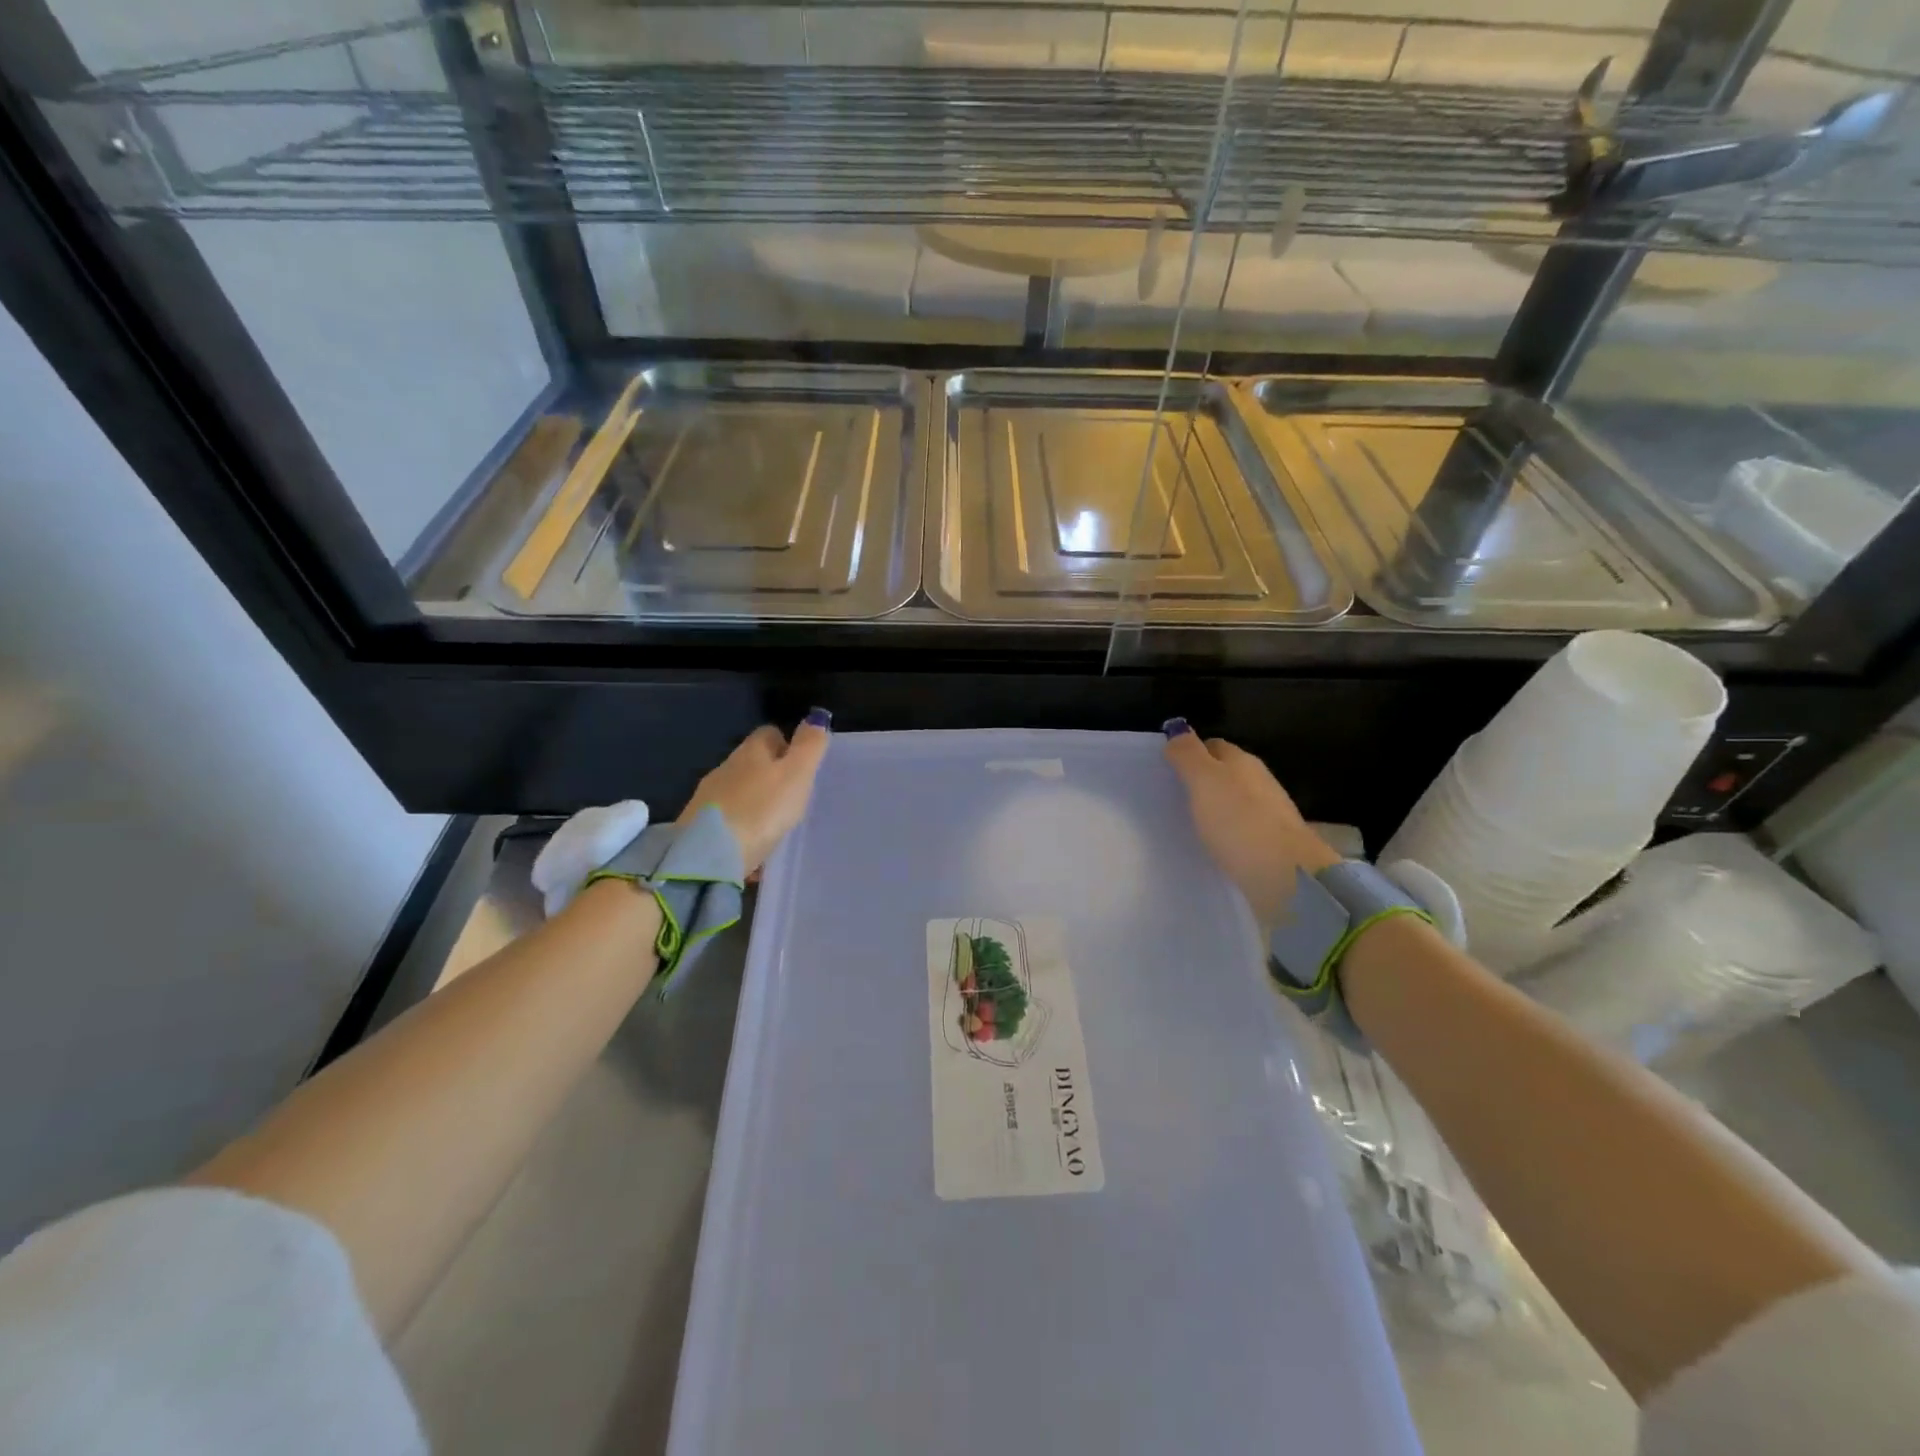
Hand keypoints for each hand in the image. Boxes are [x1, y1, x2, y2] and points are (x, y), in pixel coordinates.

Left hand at [679, 712, 832, 874]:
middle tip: (793, 798)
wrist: (709, 856)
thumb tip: (816, 717)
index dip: (787, 744)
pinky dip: (742, 826)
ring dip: (755, 802)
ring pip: (739, 791)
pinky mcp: (698, 826)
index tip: (802, 766)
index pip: (770, 733)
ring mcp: (709, 798)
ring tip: (775, 823)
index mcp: (750, 751)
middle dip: (771, 776)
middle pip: (752, 762)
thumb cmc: (761, 809)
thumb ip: (809, 746)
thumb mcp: (796, 775)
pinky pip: (728, 819)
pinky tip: (753, 845)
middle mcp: (725, 768)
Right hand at [1162, 721, 1339, 926]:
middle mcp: (1260, 782)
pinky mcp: (1272, 845)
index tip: (1168, 769)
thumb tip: (1177, 730)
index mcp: (1243, 761)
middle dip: (1203, 780)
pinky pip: (1242, 829)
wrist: (1286, 877)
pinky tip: (1213, 844)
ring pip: (1235, 801)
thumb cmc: (1239, 821)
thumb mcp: (1204, 781)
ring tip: (1189, 822)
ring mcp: (1270, 814)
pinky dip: (1227, 831)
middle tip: (1173, 797)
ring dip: (1215, 807)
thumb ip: (1188, 754)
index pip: (1213, 746)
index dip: (1191, 753)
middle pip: (1226, 773)